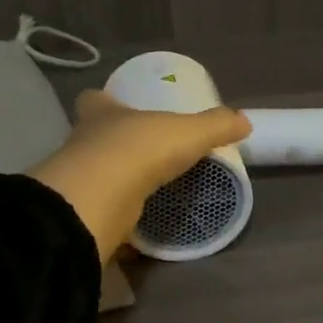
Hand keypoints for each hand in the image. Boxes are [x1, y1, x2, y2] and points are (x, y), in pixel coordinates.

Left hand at [27, 90, 251, 263]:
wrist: (103, 198)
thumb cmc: (140, 150)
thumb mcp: (189, 132)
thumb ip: (216, 126)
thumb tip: (244, 122)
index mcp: (102, 114)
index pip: (93, 100)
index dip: (104, 102)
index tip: (119, 108)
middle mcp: (83, 142)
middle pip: (92, 137)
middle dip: (112, 144)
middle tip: (140, 152)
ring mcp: (78, 180)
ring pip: (95, 175)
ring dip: (114, 181)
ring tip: (143, 188)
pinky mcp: (84, 211)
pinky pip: (102, 211)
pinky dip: (117, 216)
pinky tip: (136, 222)